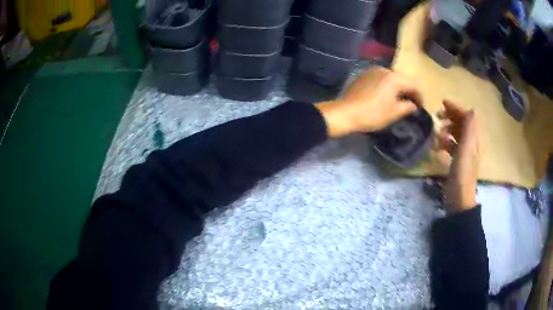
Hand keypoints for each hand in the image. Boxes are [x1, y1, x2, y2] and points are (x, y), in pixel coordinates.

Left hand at [315, 67, 421, 137]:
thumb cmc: (373, 113)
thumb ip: (408, 106)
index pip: (414, 84)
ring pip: (391, 79)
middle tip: (412, 104)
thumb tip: (413, 105)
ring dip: (398, 89)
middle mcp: (384, 69)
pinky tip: (386, 97)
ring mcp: (372, 71)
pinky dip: (387, 87)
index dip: (420, 96)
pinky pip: (381, 79)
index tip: (421, 107)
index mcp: (394, 77)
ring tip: (400, 101)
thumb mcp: (394, 112)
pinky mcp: (364, 75)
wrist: (345, 112)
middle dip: (409, 91)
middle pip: (402, 79)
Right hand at [437, 100, 481, 212]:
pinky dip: (444, 142)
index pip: (468, 117)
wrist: (459, 197)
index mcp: (474, 138)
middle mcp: (471, 143)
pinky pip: (451, 145)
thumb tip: (471, 109)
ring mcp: (464, 152)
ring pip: (456, 133)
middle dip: (450, 117)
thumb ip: (469, 129)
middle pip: (462, 123)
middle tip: (437, 116)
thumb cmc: (462, 172)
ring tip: (437, 134)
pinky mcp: (457, 160)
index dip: (457, 108)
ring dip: (446, 130)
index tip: (443, 103)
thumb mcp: (466, 149)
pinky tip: (437, 147)